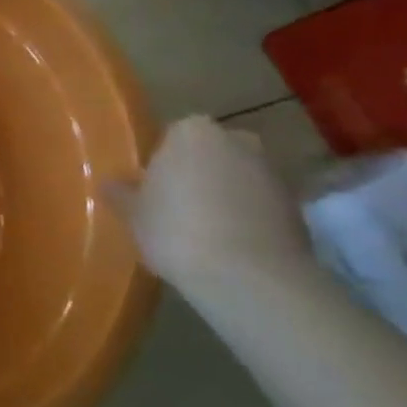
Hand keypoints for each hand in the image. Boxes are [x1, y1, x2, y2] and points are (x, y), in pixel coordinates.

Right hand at [108, 115, 316, 293]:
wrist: (248, 275)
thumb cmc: (176, 230)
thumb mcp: (133, 214)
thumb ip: (121, 193)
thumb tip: (109, 183)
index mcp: (191, 131)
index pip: (172, 137)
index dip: (161, 164)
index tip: (152, 190)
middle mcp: (237, 139)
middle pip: (210, 154)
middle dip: (197, 175)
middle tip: (175, 208)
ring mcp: (272, 171)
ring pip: (237, 178)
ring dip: (224, 197)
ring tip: (202, 233)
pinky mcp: (297, 206)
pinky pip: (260, 205)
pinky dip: (247, 219)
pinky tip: (228, 247)